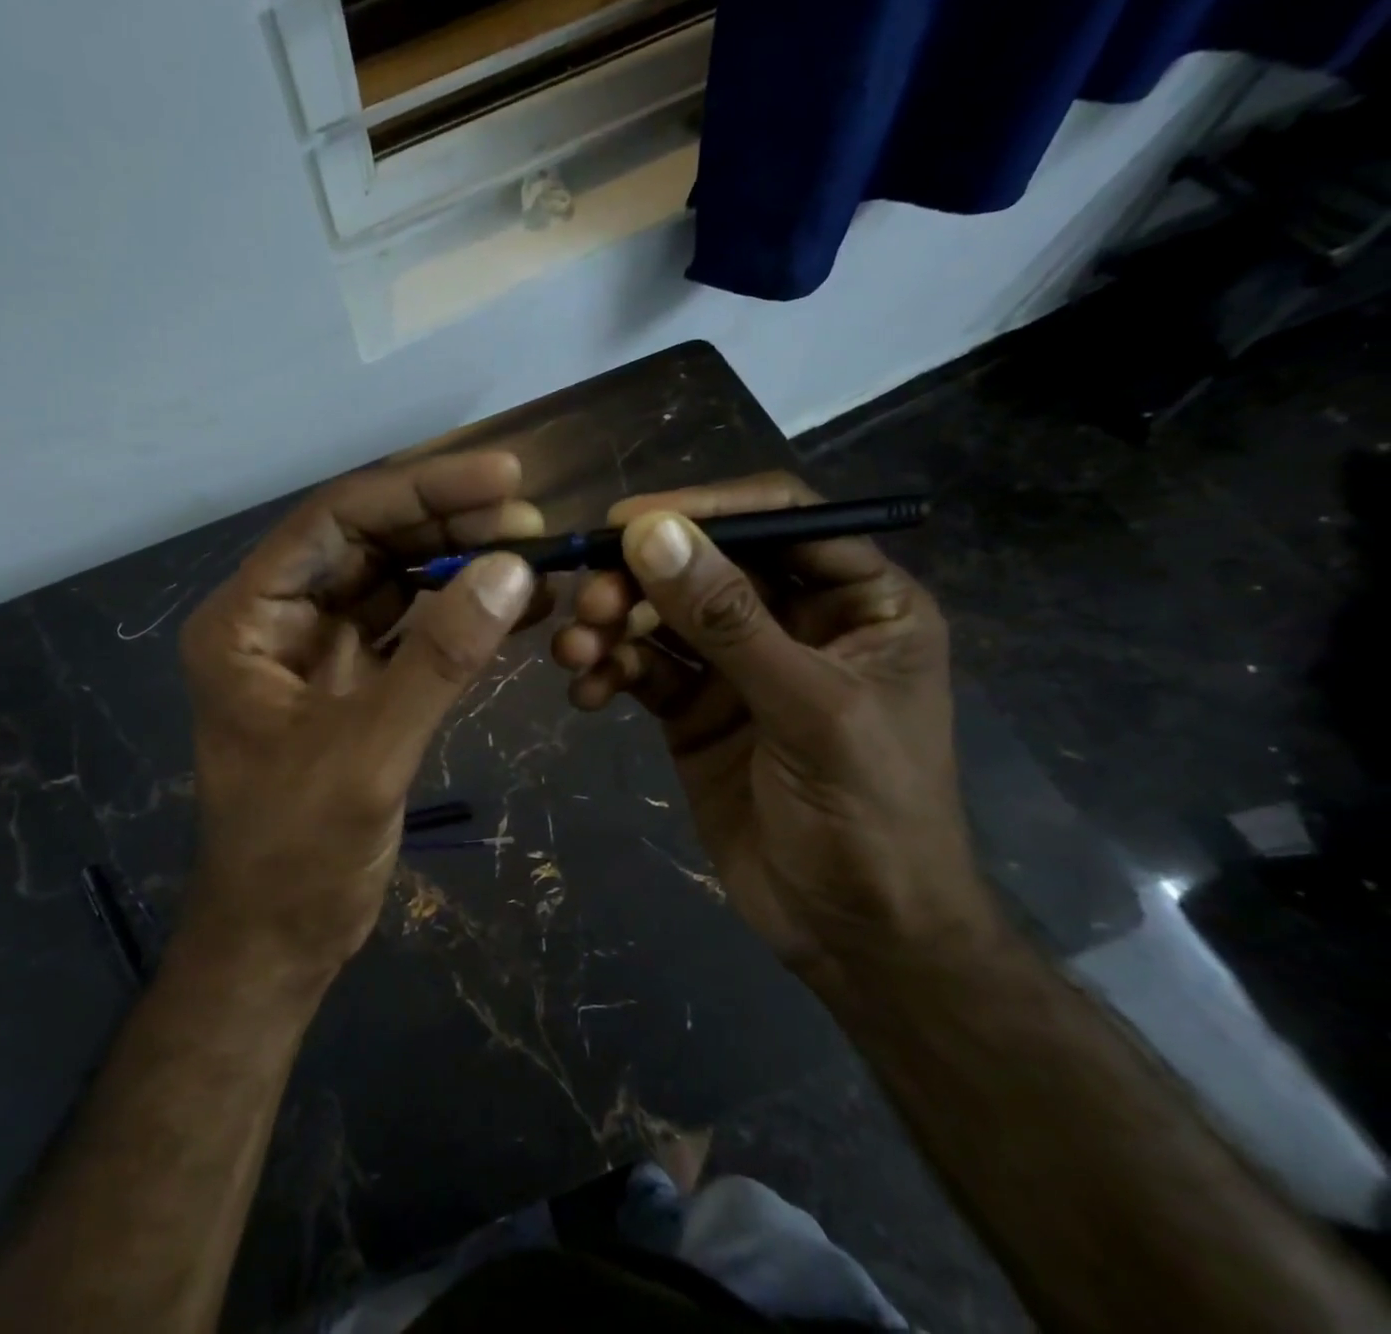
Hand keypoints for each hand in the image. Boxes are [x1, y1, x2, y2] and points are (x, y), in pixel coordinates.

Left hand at [179, 452, 542, 981]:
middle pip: (369, 543)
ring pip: (395, 580)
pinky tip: (519, 604)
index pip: (336, 522)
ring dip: (461, 563)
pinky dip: (463, 614)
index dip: (421, 492)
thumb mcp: (367, 753)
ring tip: (535, 550)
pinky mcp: (357, 682)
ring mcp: (320, 649)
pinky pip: (414, 629)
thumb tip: (514, 570)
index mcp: (248, 619)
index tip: (504, 477)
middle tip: (531, 516)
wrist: (280, 939)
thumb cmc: (297, 854)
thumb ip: (439, 659)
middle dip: (449, 524)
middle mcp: (280, 619)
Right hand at [551, 473, 992, 980]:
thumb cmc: (870, 816)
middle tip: (589, 601)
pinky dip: (609, 672)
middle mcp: (795, 620)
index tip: (626, 520)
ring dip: (612, 625)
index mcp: (859, 601)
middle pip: (706, 565)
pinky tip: (586, 695)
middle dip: (642, 578)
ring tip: (574, 652)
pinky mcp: (694, 708)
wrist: (854, 936)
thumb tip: (650, 532)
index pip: (780, 520)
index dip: (705, 510)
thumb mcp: (808, 709)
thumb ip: (728, 620)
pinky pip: (643, 669)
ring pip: (663, 616)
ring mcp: (738, 665)